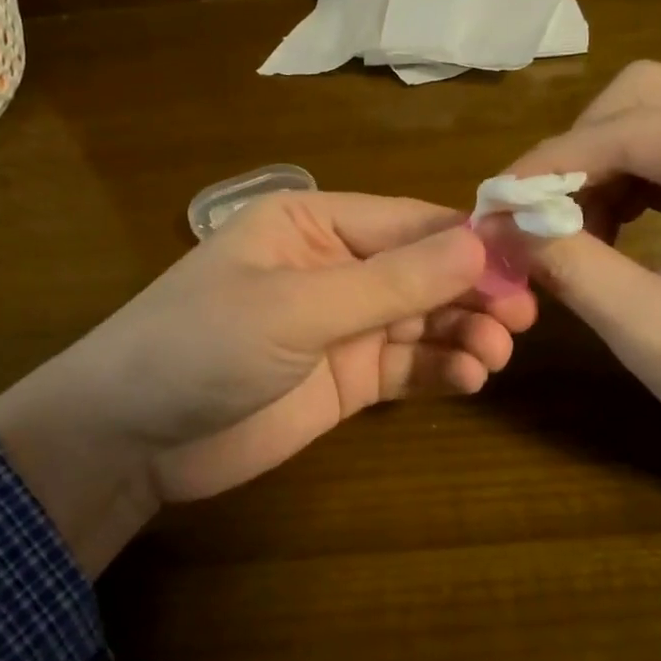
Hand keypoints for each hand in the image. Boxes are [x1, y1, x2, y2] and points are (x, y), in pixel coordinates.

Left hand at [0, 191, 536, 576]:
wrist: (131, 439)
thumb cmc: (201, 346)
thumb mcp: (296, 308)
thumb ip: (389, 282)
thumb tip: (480, 244)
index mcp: (313, 224)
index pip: (409, 221)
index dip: (469, 239)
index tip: (529, 259)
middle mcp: (333, 267)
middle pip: (423, 270)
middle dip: (473, 290)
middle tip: (523, 317)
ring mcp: (341, 327)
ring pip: (423, 320)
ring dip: (464, 332)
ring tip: (496, 355)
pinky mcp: (345, 380)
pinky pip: (408, 367)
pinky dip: (442, 370)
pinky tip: (470, 378)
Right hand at [505, 62, 660, 601]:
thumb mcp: (659, 338)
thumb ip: (574, 270)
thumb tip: (506, 226)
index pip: (634, 126)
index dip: (552, 161)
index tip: (494, 202)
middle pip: (646, 95)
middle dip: (578, 152)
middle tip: (540, 218)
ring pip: (659, 113)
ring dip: (602, 165)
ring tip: (575, 233)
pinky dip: (634, 178)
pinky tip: (616, 228)